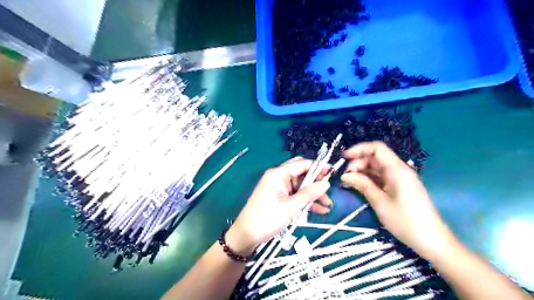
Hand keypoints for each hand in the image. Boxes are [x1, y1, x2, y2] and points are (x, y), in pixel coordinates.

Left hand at [226, 157, 332, 254]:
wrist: (246, 235)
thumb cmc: (266, 219)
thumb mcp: (290, 207)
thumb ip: (309, 194)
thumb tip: (326, 183)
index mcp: (278, 174)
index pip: (302, 164)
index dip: (318, 167)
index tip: (333, 172)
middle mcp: (278, 177)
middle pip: (302, 173)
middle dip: (316, 181)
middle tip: (329, 190)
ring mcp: (279, 187)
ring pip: (300, 185)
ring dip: (313, 194)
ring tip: (328, 205)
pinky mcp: (279, 197)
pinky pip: (295, 194)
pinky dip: (306, 201)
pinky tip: (319, 210)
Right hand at [342, 142, 453, 259]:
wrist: (431, 240)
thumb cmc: (405, 221)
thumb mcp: (380, 202)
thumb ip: (362, 185)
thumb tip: (344, 175)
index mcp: (397, 169)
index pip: (377, 148)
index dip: (359, 149)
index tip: (343, 157)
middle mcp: (399, 169)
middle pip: (375, 158)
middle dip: (358, 163)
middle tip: (345, 176)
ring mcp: (399, 178)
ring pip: (376, 167)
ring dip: (361, 171)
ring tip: (348, 182)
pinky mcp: (398, 186)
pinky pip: (380, 177)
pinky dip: (368, 179)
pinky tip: (358, 185)